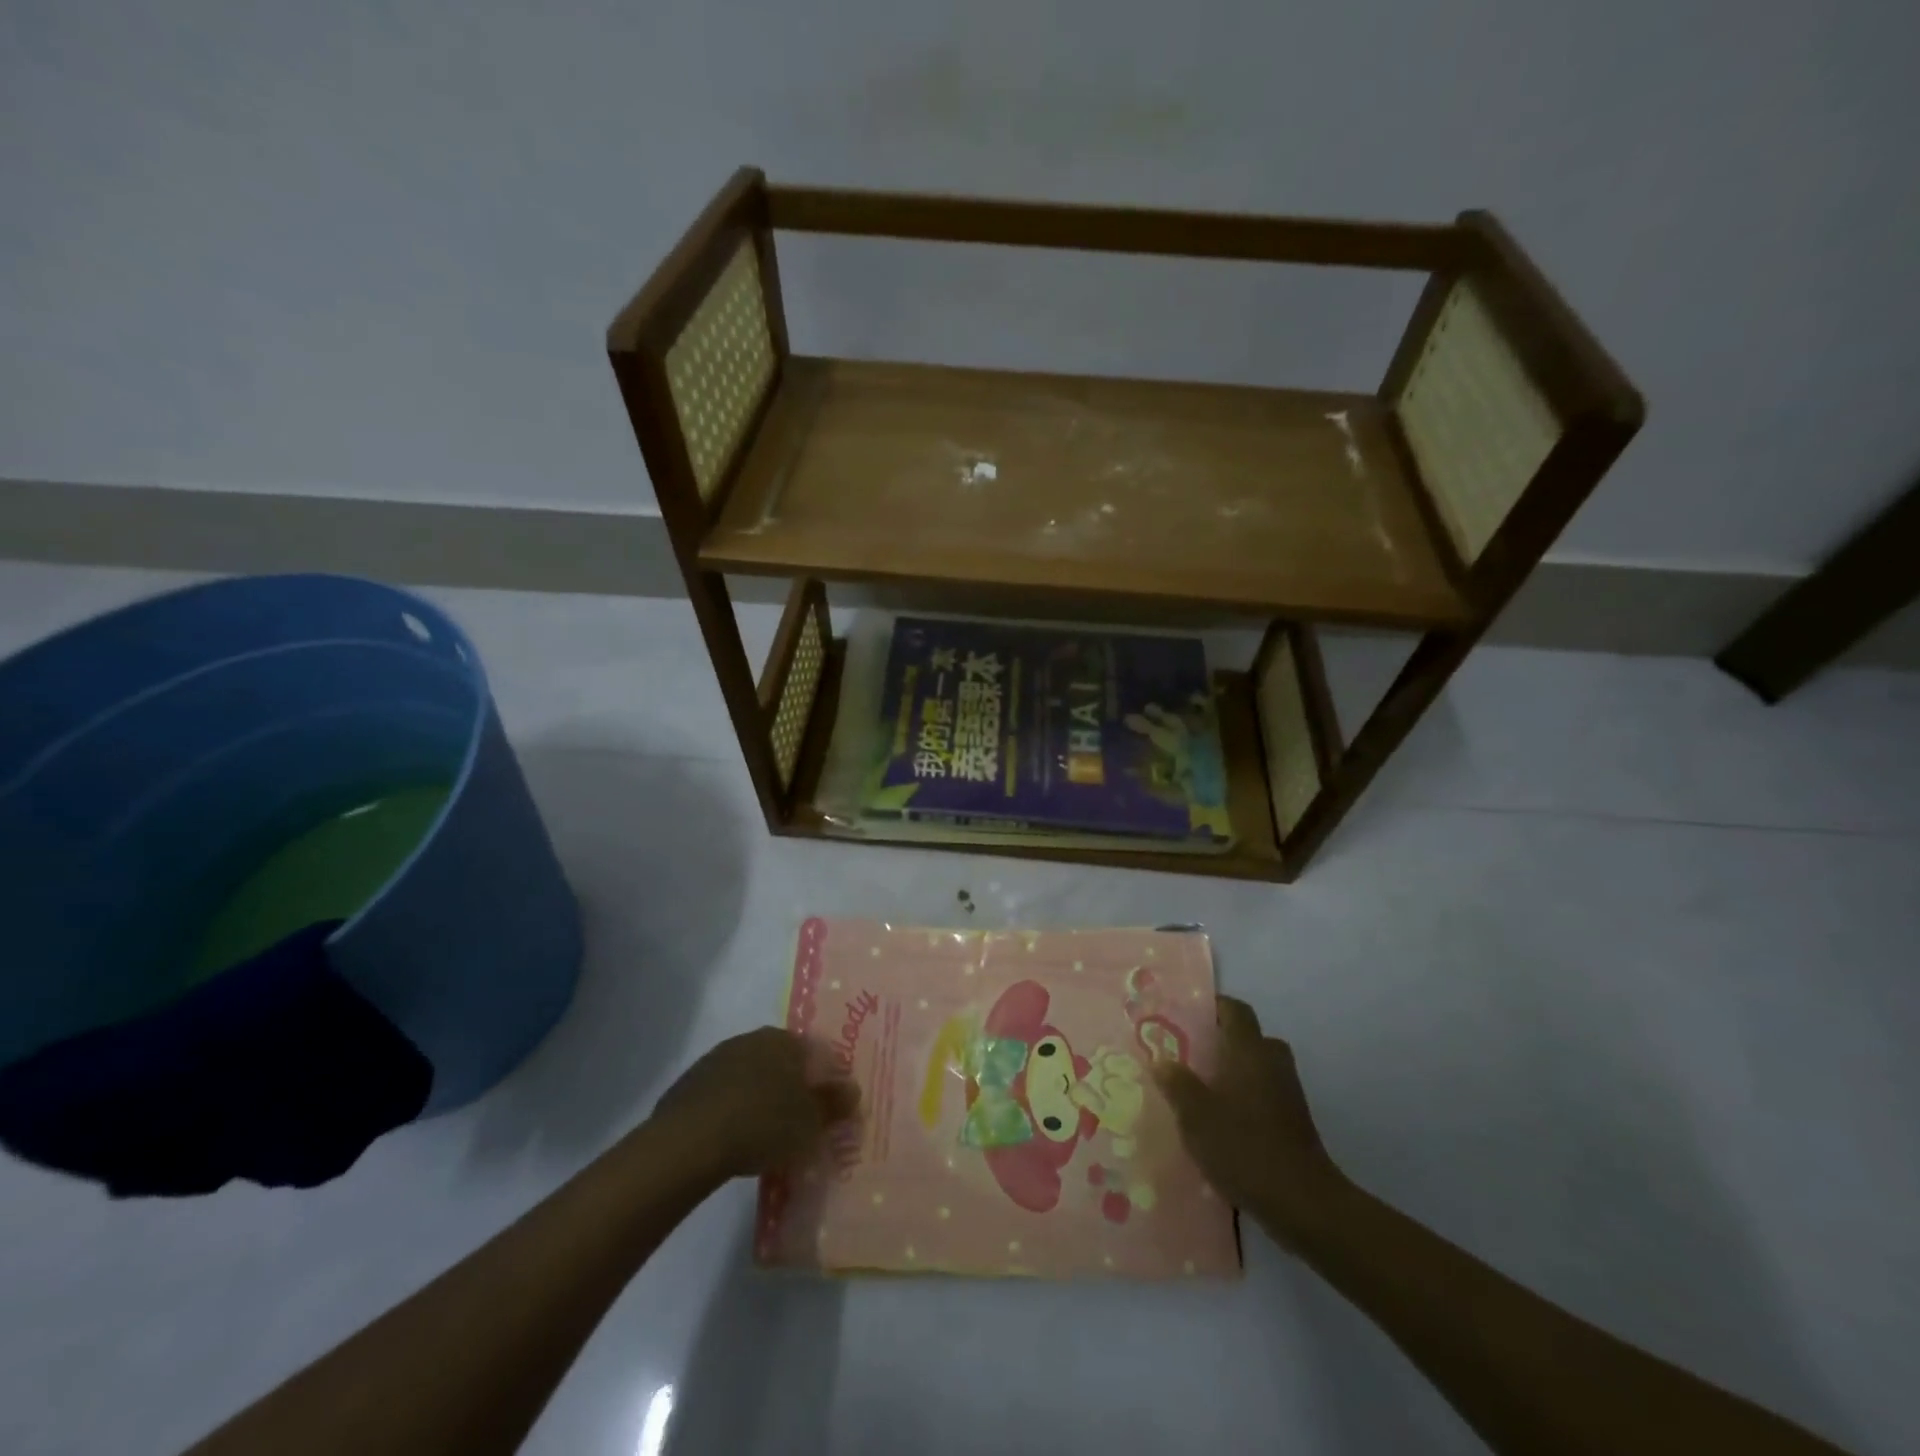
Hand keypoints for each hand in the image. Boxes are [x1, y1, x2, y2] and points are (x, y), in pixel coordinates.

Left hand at [649, 1028, 858, 1182]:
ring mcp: (717, 1058)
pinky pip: (725, 1093)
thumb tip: (852, 1090)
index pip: (816, 1053)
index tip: (829, 1109)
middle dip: (792, 1087)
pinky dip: (734, 1110)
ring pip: (752, 1076)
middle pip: (782, 1062)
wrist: (689, 1142)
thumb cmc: (763, 1124)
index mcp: (785, 1039)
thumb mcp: (811, 1122)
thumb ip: (834, 1104)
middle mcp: (753, 1038)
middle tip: (799, 1122)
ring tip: (766, 1134)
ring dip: (761, 1097)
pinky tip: (735, 1138)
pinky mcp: (691, 1083)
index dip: (826, 1080)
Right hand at [1153, 997, 1344, 1244]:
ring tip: (1202, 1089)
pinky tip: (1222, 1121)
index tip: (1186, 1015)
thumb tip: (1162, 1060)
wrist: (1301, 1202)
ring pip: (1258, 1067)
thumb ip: (1177, 1083)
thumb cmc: (1243, 1146)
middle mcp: (1271, 1062)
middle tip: (1192, 1054)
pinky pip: (1265, 1093)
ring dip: (1235, 1072)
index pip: (1235, 1009)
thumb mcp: (1195, 1114)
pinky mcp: (1295, 1121)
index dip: (1213, 1006)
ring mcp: (1288, 1093)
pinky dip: (1246, 1097)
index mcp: (1248, 1050)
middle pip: (1249, 1037)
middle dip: (1223, 1042)